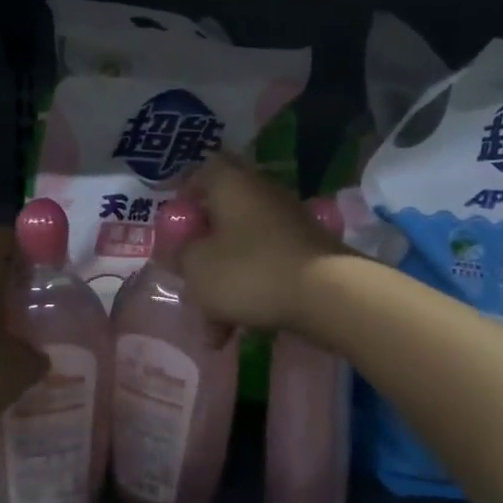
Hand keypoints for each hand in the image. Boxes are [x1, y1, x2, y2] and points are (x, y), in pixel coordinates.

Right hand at [179, 153, 345, 331]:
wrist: (329, 295)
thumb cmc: (251, 271)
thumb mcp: (197, 267)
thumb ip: (179, 256)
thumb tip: (180, 251)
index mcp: (231, 183)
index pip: (202, 171)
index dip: (184, 196)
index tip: (173, 226)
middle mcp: (261, 193)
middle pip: (221, 217)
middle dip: (202, 254)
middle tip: (188, 280)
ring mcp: (288, 222)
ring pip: (242, 249)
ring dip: (224, 285)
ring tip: (213, 330)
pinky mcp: (306, 251)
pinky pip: (266, 267)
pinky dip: (250, 293)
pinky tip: (240, 331)